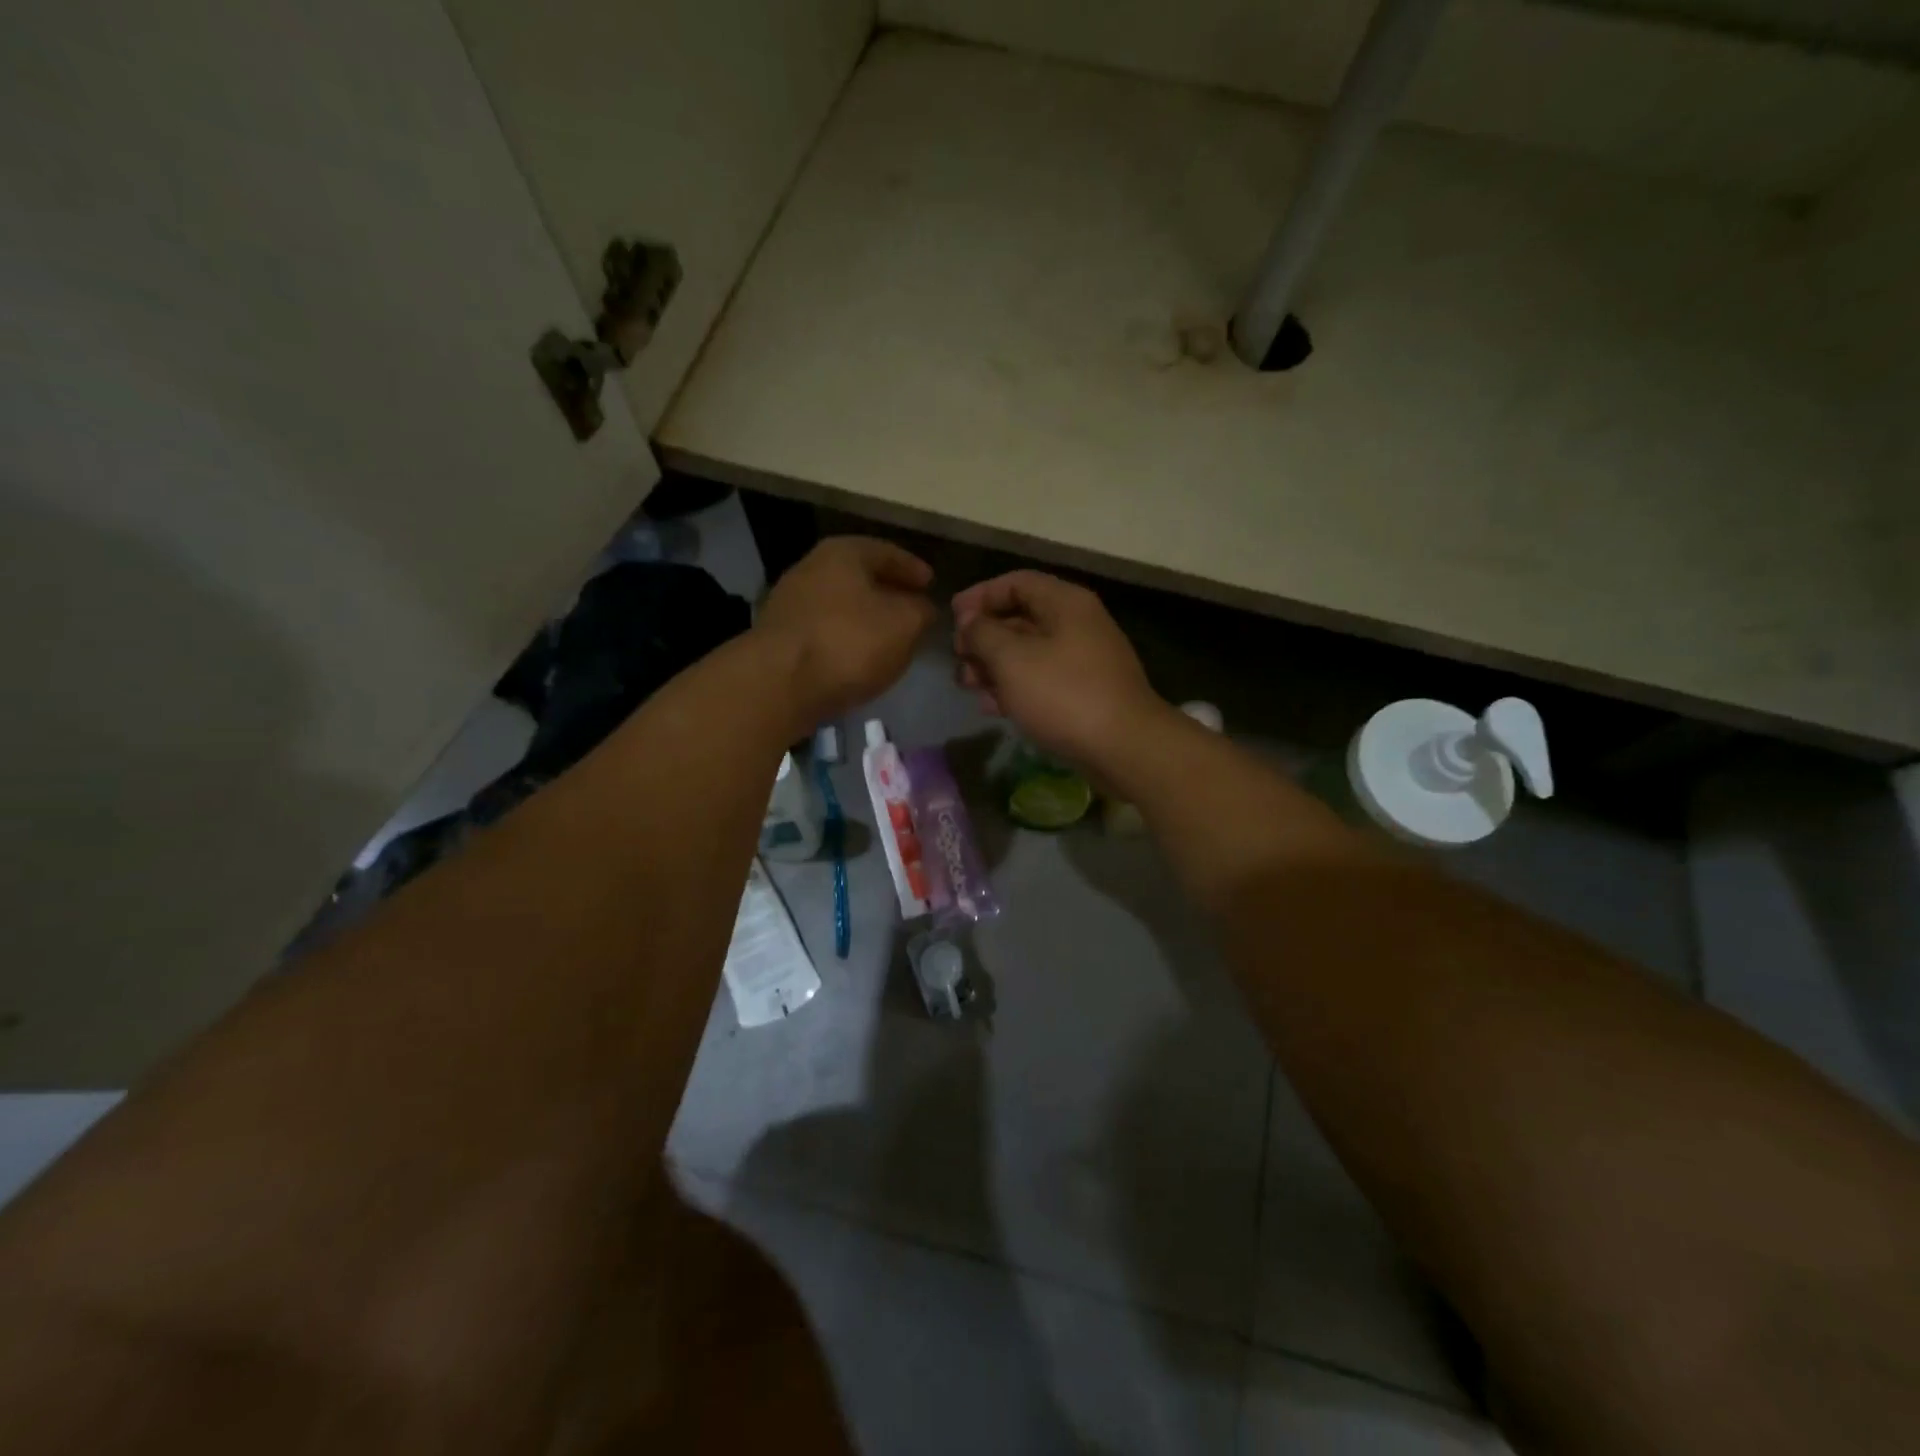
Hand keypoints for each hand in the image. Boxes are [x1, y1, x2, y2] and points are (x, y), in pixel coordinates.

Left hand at [758, 537, 936, 725]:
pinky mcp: (780, 639)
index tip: (931, 584)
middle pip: (859, 577)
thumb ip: (921, 611)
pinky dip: (846, 639)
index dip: (912, 569)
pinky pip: (825, 632)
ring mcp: (790, 604)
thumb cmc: (849, 642)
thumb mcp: (905, 624)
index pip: (887, 552)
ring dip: (866, 619)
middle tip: (913, 610)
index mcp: (843, 553)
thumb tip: (923, 608)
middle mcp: (811, 569)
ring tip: (890, 638)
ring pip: (841, 606)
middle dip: (888, 593)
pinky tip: (860, 659)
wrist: (780, 684)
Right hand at [952, 571, 1170, 772]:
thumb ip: (983, 633)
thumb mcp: (1012, 658)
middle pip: (1020, 618)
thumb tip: (970, 621)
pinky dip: (1014, 688)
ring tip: (968, 686)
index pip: (1016, 582)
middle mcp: (1076, 624)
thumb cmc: (1063, 694)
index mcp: (1065, 603)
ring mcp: (1083, 661)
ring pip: (1028, 653)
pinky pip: (1041, 681)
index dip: (980, 596)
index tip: (952, 619)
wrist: (1123, 747)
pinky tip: (992, 707)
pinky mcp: (1083, 693)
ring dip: (994, 666)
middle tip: (958, 659)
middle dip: (983, 637)